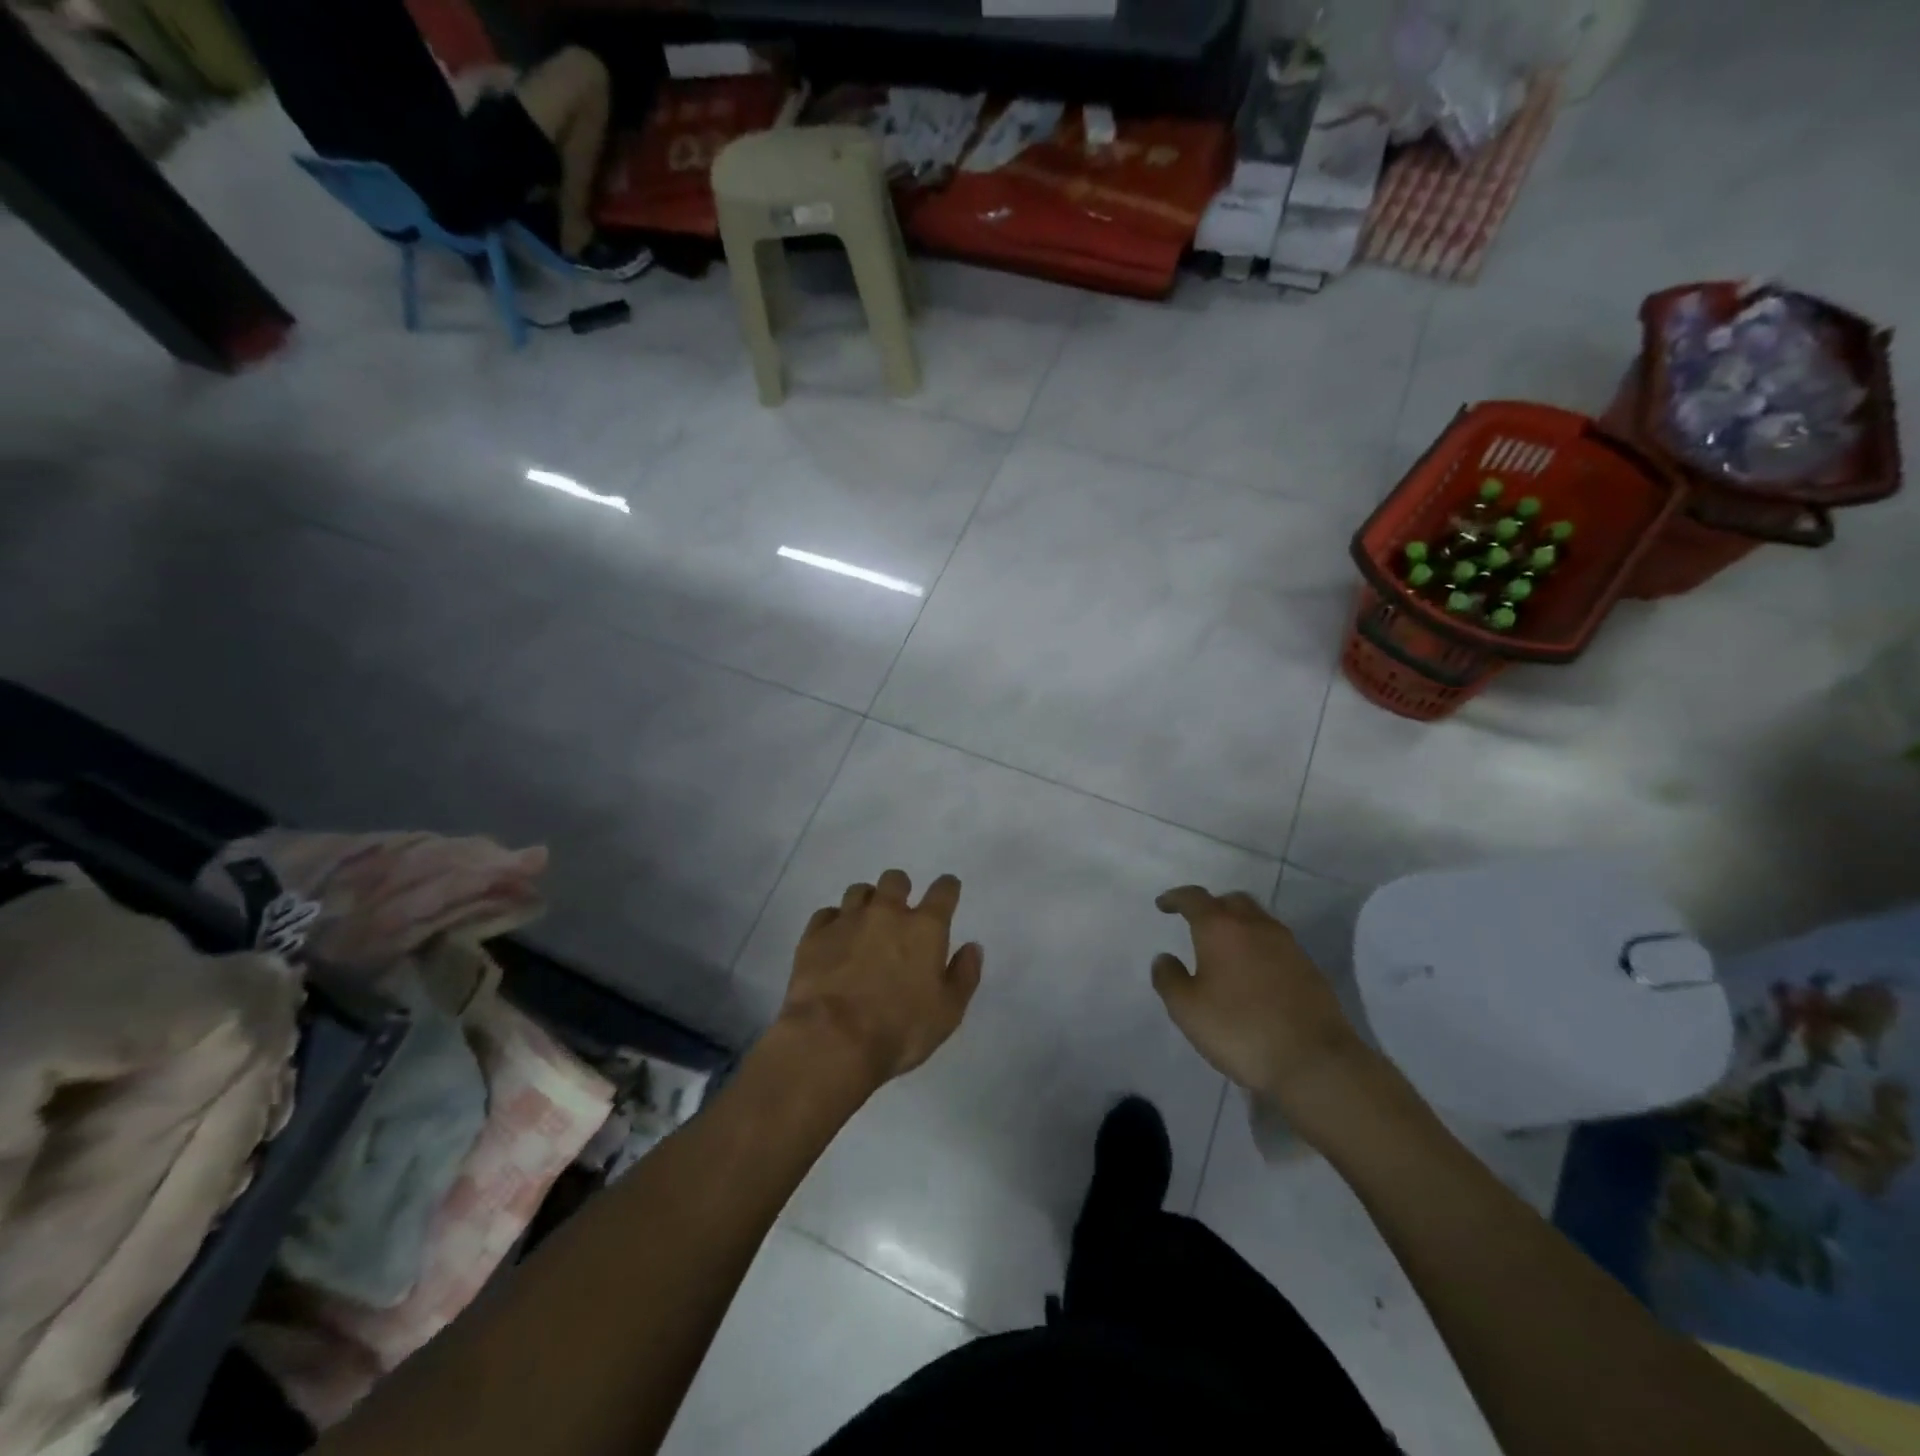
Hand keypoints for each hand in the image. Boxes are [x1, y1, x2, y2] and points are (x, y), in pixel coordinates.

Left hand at [780, 869, 982, 1090]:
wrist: (832, 1040)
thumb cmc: (899, 1030)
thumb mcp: (948, 1013)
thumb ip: (964, 975)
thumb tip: (972, 947)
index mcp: (925, 928)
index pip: (943, 891)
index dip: (948, 888)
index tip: (948, 890)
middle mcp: (887, 913)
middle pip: (895, 879)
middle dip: (900, 889)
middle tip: (900, 911)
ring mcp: (847, 920)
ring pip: (858, 891)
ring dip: (866, 902)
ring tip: (865, 924)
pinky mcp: (814, 935)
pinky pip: (826, 914)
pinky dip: (834, 922)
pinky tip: (834, 940)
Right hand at [1151, 886, 1367, 1104]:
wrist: (1314, 1062)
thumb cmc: (1240, 1029)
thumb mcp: (1187, 1010)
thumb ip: (1169, 979)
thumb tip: (1165, 958)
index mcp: (1221, 929)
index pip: (1194, 898)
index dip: (1176, 898)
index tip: (1163, 905)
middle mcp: (1256, 927)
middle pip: (1232, 901)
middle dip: (1212, 906)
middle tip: (1198, 922)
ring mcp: (1288, 946)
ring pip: (1258, 920)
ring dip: (1239, 925)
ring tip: (1226, 948)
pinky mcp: (1310, 969)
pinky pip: (1277, 945)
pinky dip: (1259, 947)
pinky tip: (1254, 973)